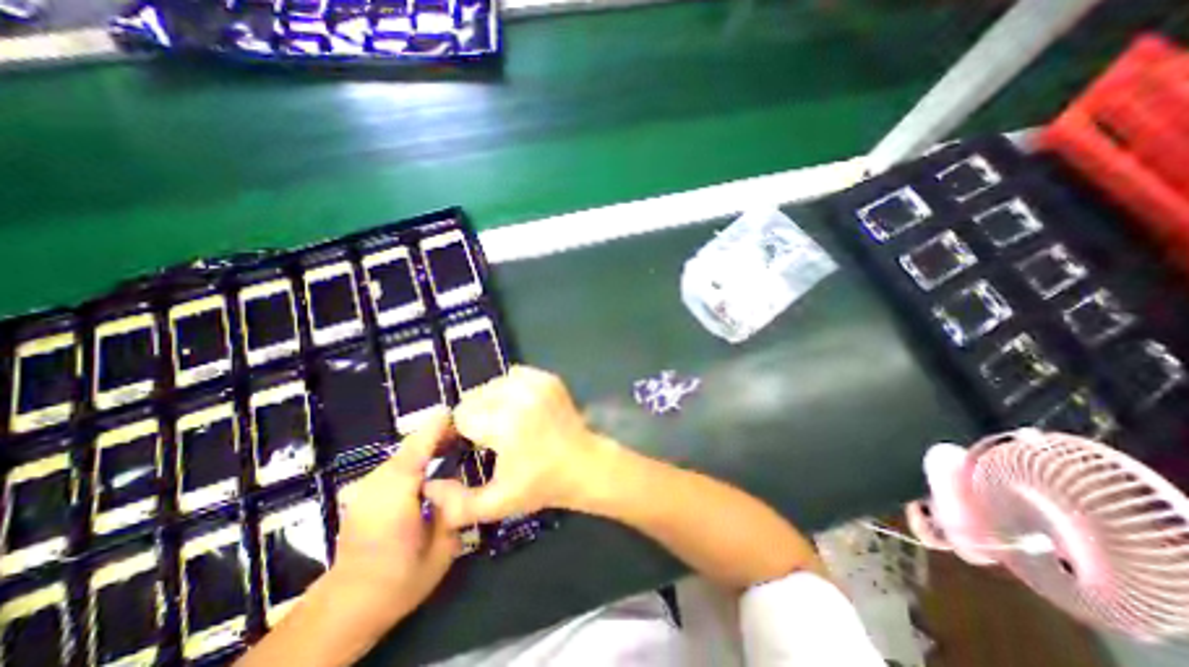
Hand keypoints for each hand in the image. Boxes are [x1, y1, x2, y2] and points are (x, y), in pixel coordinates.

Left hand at [333, 415, 464, 622]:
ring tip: (453, 442)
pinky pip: (395, 466)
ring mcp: (366, 488)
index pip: (417, 450)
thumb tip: (455, 482)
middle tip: (466, 430)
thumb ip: (453, 508)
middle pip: (409, 448)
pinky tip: (431, 462)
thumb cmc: (400, 580)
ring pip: (402, 455)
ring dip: (427, 445)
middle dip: (437, 434)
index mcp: (395, 495)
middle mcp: (376, 485)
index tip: (456, 412)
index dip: (436, 428)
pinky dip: (415, 457)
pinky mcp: (363, 493)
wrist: (347, 607)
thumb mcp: (442, 548)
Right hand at [422, 366, 617, 528]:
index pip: (461, 415)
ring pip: (493, 384)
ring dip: (492, 401)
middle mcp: (519, 396)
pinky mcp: (548, 377)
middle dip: (476, 415)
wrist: (583, 464)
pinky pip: (514, 375)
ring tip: (505, 421)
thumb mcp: (497, 504)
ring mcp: (537, 383)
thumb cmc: (541, 484)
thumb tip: (428, 485)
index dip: (461, 432)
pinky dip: (510, 388)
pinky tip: (519, 407)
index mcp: (505, 424)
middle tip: (491, 436)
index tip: (471, 445)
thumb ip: (456, 503)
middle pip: (475, 396)